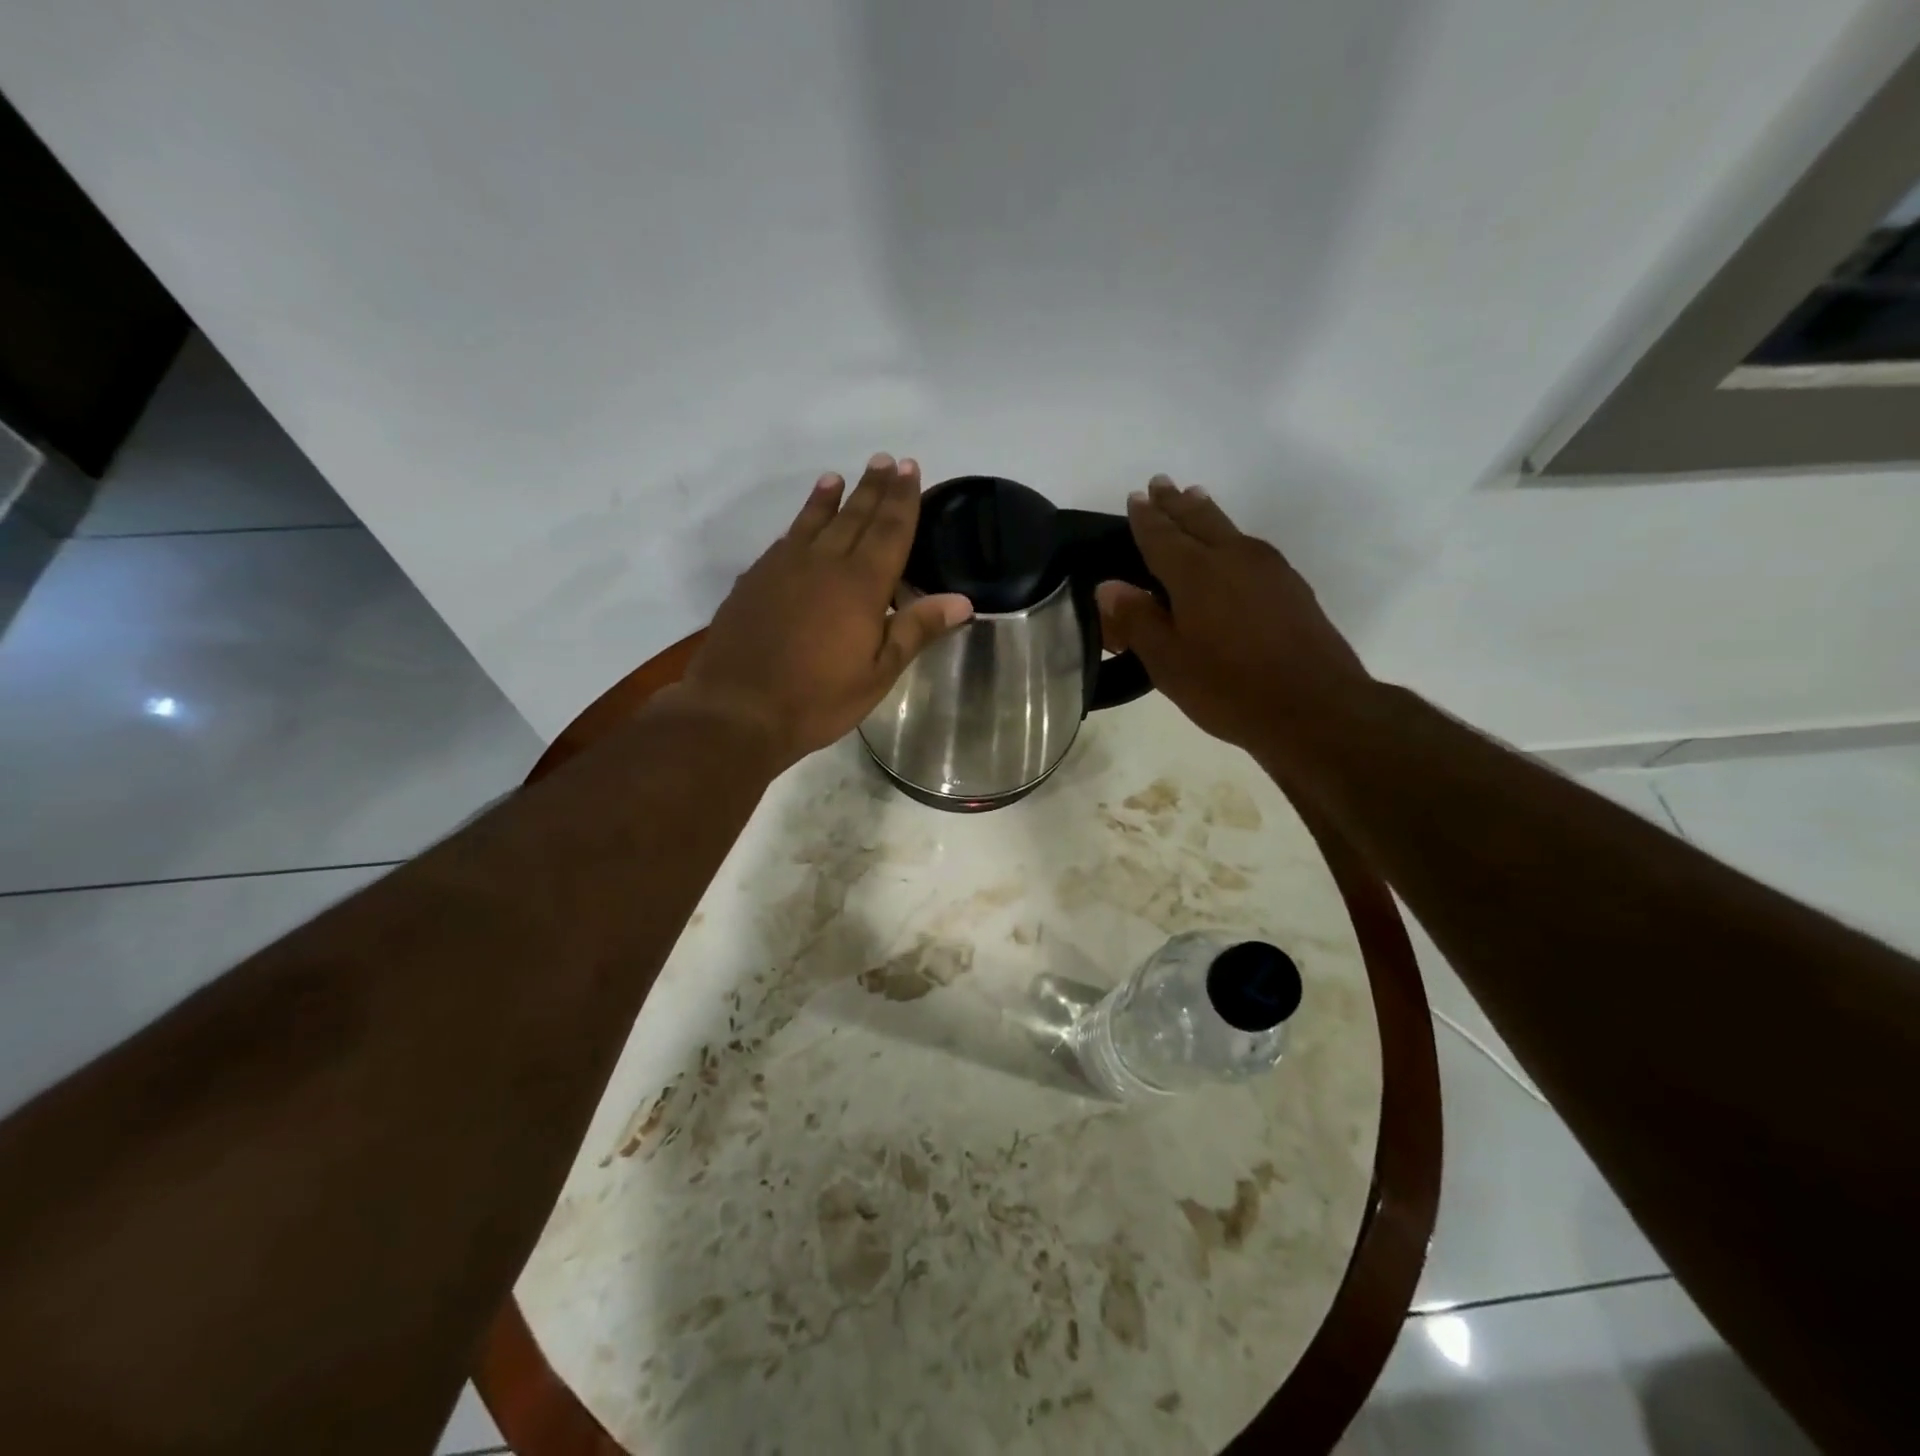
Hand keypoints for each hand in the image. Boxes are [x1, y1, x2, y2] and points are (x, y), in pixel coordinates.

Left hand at [676, 454, 972, 772]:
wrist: (738, 710)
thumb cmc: (818, 698)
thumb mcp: (878, 673)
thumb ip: (916, 630)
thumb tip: (962, 601)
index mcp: (861, 584)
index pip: (889, 530)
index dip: (902, 498)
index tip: (910, 468)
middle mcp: (823, 564)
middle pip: (854, 516)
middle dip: (873, 488)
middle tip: (885, 460)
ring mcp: (783, 568)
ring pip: (813, 521)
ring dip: (831, 497)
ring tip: (840, 477)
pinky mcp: (754, 581)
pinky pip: (785, 540)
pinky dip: (798, 523)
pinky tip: (800, 524)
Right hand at [1095, 475, 1374, 763]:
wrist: (1316, 708)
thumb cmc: (1230, 688)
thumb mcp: (1169, 663)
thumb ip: (1137, 621)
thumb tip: (1108, 587)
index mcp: (1196, 573)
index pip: (1161, 535)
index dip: (1145, 517)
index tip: (1136, 496)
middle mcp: (1233, 557)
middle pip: (1199, 520)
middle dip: (1176, 503)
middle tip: (1161, 483)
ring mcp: (1269, 569)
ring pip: (1229, 529)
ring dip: (1206, 512)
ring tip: (1194, 498)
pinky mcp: (1292, 587)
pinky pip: (1250, 547)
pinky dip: (1230, 537)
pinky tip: (1232, 548)